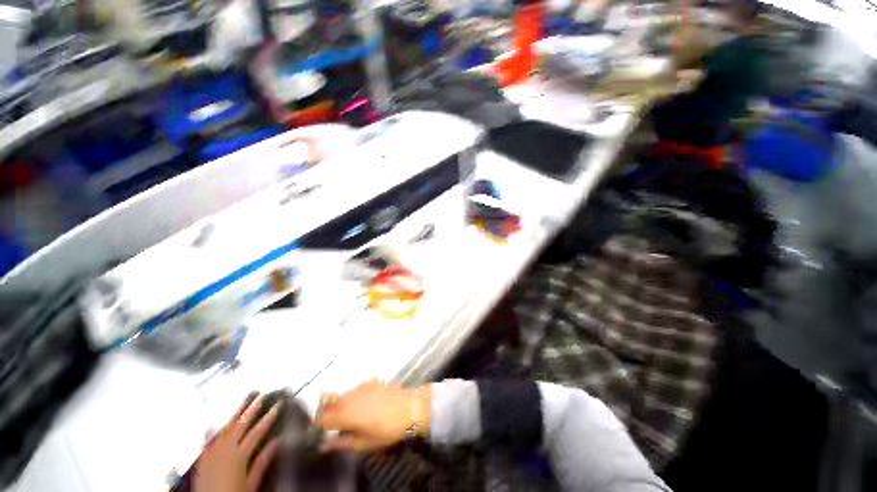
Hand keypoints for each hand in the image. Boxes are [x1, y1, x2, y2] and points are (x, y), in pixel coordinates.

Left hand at [194, 393, 279, 491]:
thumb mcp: (252, 484)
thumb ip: (262, 462)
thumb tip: (277, 441)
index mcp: (239, 456)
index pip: (257, 432)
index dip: (268, 418)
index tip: (278, 405)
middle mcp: (224, 451)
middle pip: (240, 426)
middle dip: (251, 410)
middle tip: (260, 396)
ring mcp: (211, 454)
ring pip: (224, 429)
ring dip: (234, 415)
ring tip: (243, 402)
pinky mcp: (202, 460)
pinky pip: (207, 440)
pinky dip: (212, 430)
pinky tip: (213, 422)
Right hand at [317, 380, 431, 452]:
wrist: (409, 408)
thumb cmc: (388, 429)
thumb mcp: (364, 443)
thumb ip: (341, 444)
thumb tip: (324, 445)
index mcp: (347, 415)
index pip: (323, 418)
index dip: (319, 424)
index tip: (321, 430)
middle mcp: (351, 398)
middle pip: (331, 404)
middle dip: (330, 413)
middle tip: (337, 424)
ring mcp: (362, 388)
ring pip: (344, 395)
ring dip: (342, 404)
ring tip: (352, 415)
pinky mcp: (371, 382)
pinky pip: (357, 389)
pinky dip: (355, 396)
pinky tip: (364, 403)